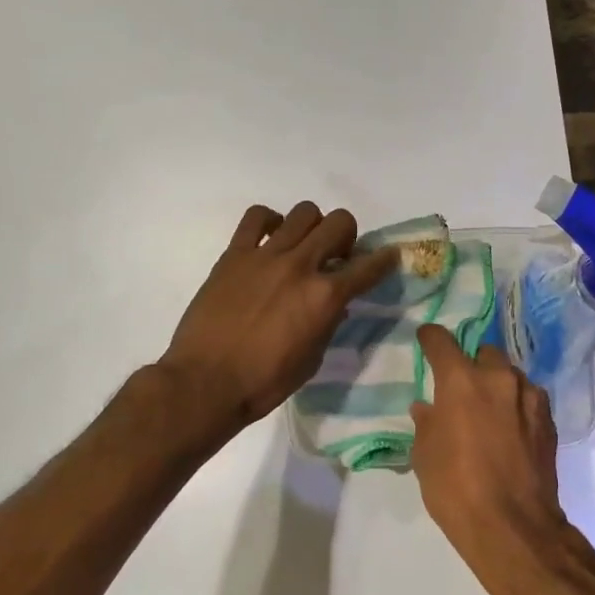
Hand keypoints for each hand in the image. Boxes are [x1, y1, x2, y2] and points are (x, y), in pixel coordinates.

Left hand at [160, 202, 397, 432]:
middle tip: (336, 256)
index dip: (385, 259)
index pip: (369, 267)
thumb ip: (327, 324)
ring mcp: (266, 255)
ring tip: (302, 246)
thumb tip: (335, 304)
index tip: (389, 255)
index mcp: (325, 297)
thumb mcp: (311, 359)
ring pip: (304, 212)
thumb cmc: (263, 382)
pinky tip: (269, 240)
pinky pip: (256, 217)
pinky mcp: (235, 254)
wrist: (205, 382)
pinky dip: (269, 221)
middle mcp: (301, 266)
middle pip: (339, 222)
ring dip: (312, 226)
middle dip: (347, 236)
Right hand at [410, 325, 566, 579]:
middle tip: (462, 388)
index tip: (426, 339)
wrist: (513, 526)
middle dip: (471, 364)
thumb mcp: (425, 456)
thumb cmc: (455, 488)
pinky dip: (517, 405)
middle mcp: (497, 378)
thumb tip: (428, 408)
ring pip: (510, 374)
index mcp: (460, 381)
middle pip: (483, 352)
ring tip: (489, 410)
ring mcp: (528, 397)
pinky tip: (511, 428)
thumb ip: (426, 423)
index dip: (431, 338)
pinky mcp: (548, 419)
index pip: (442, 341)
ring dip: (497, 384)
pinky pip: (528, 398)